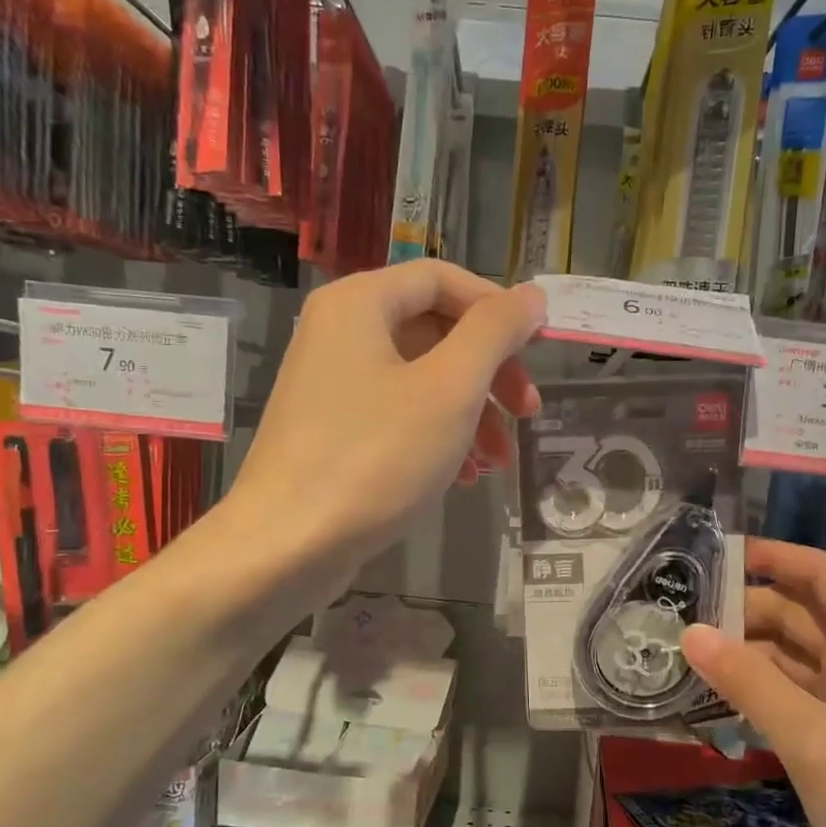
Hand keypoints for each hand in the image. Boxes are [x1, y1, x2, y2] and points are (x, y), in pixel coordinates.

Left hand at [229, 261, 544, 573]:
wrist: (286, 546)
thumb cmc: (375, 458)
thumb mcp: (450, 389)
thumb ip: (494, 333)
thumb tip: (531, 297)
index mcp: (360, 304)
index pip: (442, 280)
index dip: (497, 308)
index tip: (539, 348)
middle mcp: (340, 333)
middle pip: (435, 332)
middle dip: (490, 373)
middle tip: (527, 413)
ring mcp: (332, 386)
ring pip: (421, 380)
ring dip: (471, 414)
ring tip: (497, 461)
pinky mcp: (333, 433)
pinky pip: (398, 417)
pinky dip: (437, 438)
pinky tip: (462, 477)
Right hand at [681, 538, 825, 826]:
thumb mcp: (814, 740)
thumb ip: (749, 683)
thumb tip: (690, 632)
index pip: (822, 574)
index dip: (772, 557)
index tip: (714, 557)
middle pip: (804, 615)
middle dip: (747, 612)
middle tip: (680, 620)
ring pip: (798, 660)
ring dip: (749, 657)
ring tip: (688, 660)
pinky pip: (800, 700)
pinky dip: (763, 696)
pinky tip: (721, 705)